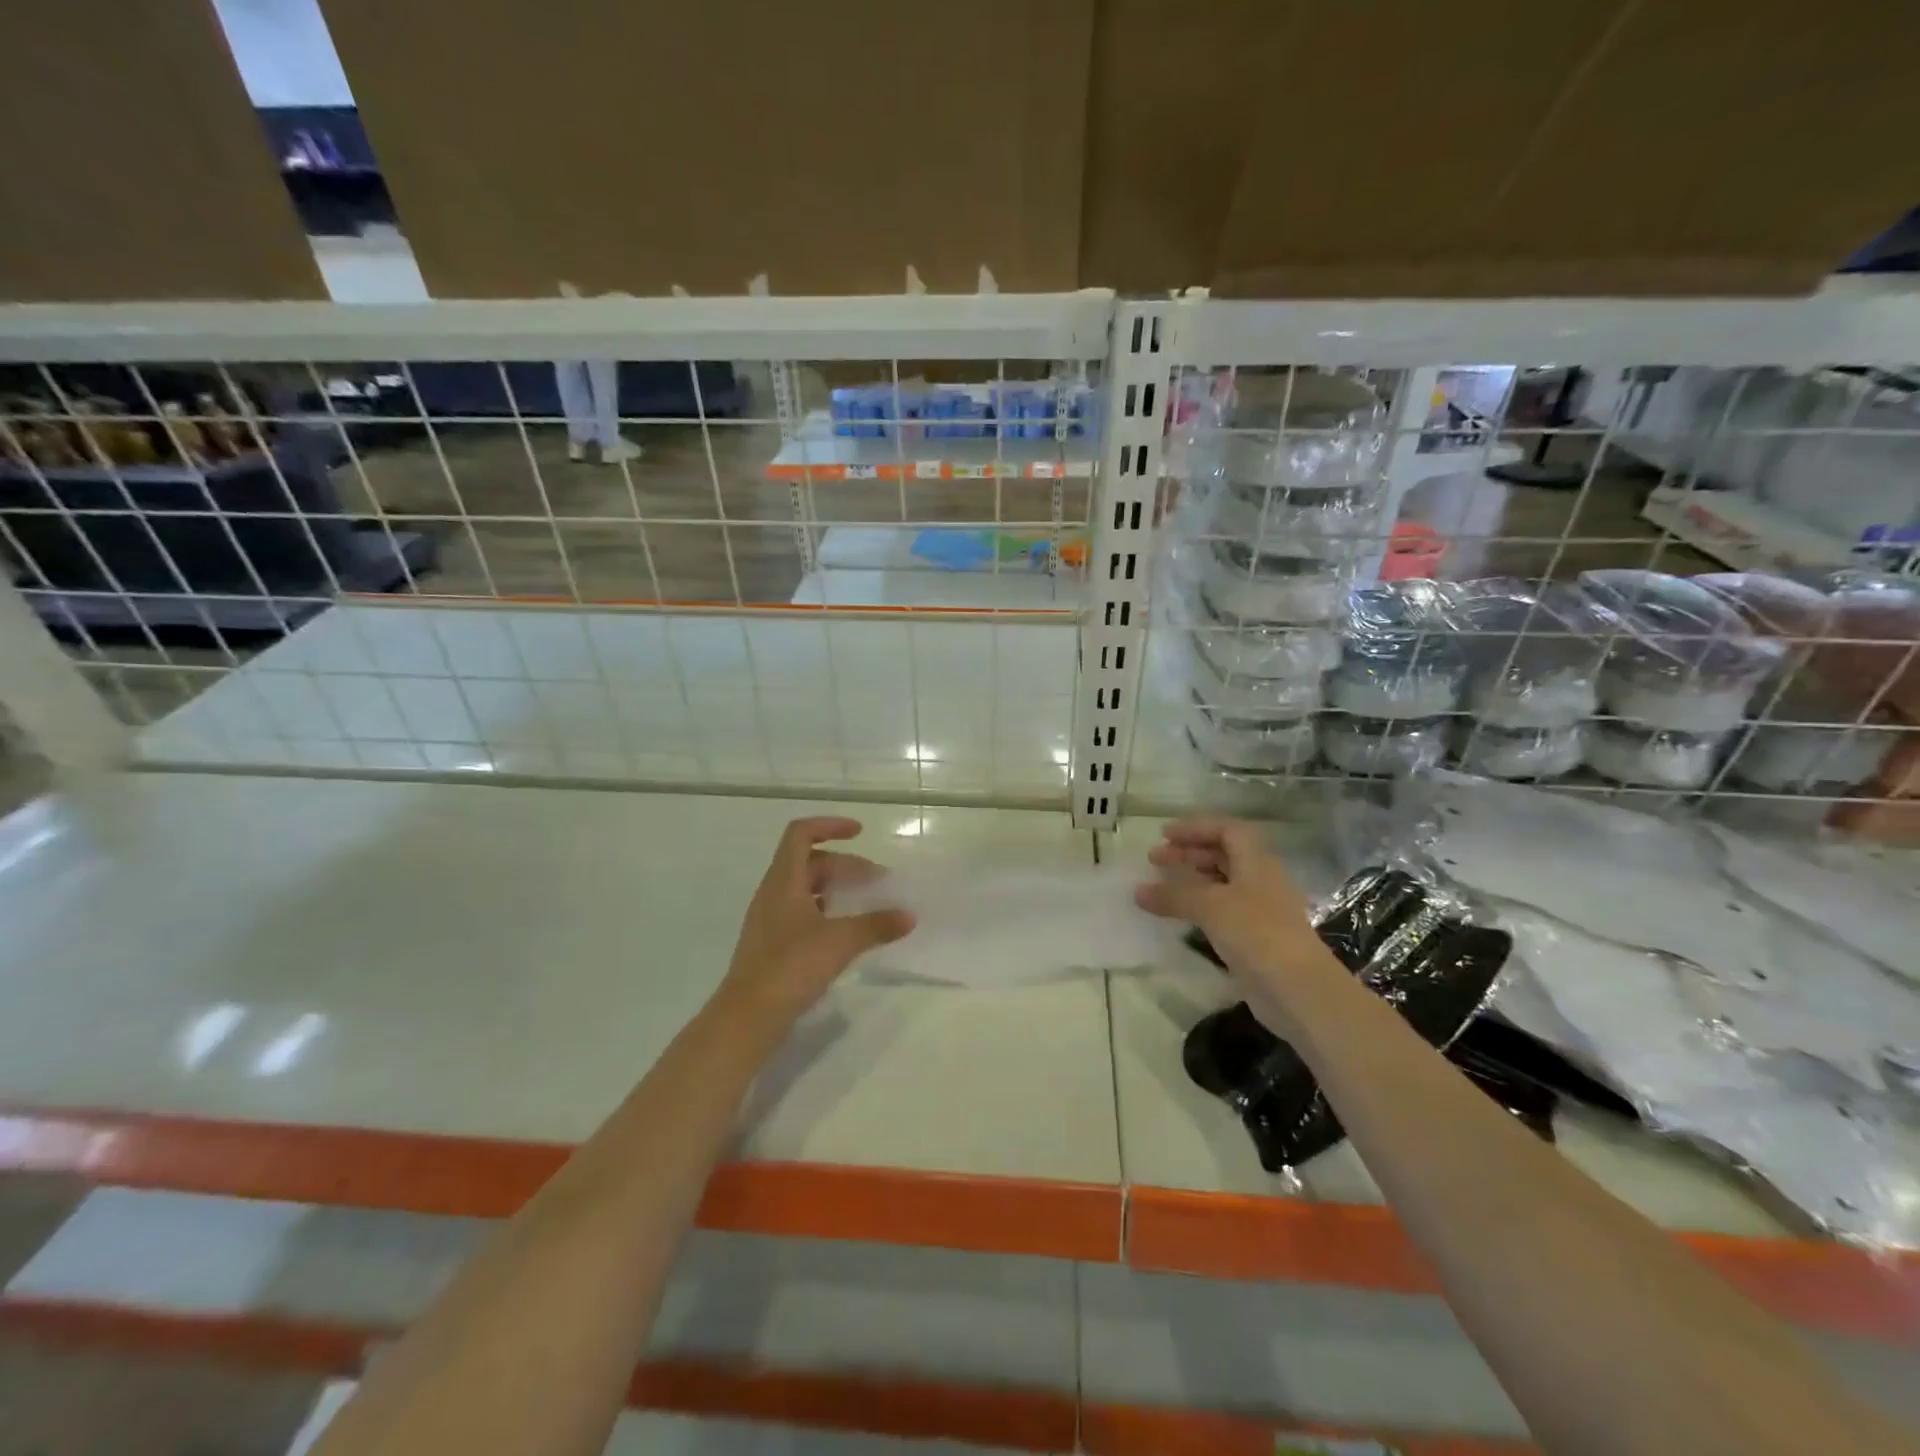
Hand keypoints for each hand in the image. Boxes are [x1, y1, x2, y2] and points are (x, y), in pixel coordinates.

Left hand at [717, 817, 913, 1026]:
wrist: (747, 1018)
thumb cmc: (790, 967)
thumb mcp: (840, 942)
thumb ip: (876, 924)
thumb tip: (909, 915)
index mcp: (783, 881)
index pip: (801, 834)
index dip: (830, 826)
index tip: (860, 833)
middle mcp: (774, 894)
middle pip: (809, 863)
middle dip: (845, 865)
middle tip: (878, 881)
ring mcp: (771, 921)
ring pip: (806, 889)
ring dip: (837, 889)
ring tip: (867, 903)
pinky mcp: (773, 946)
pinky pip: (803, 914)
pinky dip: (828, 913)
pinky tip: (847, 932)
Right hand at [1134, 817, 1330, 998]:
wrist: (1297, 988)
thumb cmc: (1256, 932)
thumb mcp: (1209, 906)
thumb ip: (1173, 895)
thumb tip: (1138, 891)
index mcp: (1256, 861)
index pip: (1226, 830)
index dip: (1195, 828)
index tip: (1164, 835)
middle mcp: (1261, 879)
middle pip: (1224, 854)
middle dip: (1189, 853)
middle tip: (1156, 860)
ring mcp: (1261, 909)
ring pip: (1223, 883)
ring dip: (1193, 880)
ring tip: (1163, 887)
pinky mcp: (1257, 937)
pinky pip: (1223, 910)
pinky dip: (1200, 906)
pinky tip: (1182, 916)